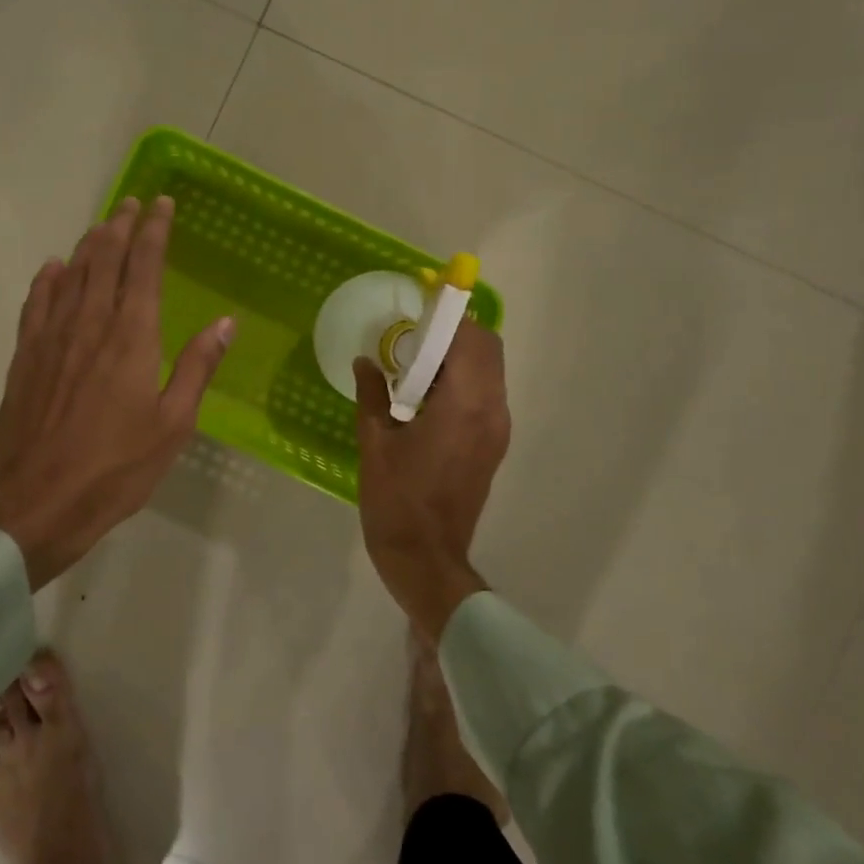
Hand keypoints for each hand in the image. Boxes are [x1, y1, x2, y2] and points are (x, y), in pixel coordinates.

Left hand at [0, 196, 233, 587]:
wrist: (35, 500)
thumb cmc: (116, 467)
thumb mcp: (173, 424)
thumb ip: (197, 368)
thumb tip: (225, 323)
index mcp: (132, 337)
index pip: (144, 266)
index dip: (154, 231)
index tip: (162, 204)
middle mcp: (90, 324)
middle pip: (104, 259)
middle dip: (120, 226)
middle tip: (131, 203)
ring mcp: (52, 337)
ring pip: (70, 274)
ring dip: (88, 245)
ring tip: (101, 227)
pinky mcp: (25, 357)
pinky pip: (36, 303)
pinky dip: (48, 279)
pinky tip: (53, 268)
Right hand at [354, 319, 509, 640]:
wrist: (425, 557)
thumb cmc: (395, 498)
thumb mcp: (374, 440)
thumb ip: (372, 393)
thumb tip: (366, 362)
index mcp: (464, 404)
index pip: (471, 338)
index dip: (450, 315)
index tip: (421, 306)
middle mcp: (491, 410)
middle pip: (488, 349)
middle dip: (456, 333)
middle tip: (415, 336)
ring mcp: (497, 430)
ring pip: (490, 372)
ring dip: (459, 357)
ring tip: (416, 364)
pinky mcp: (494, 445)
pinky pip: (485, 396)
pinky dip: (463, 382)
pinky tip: (426, 396)